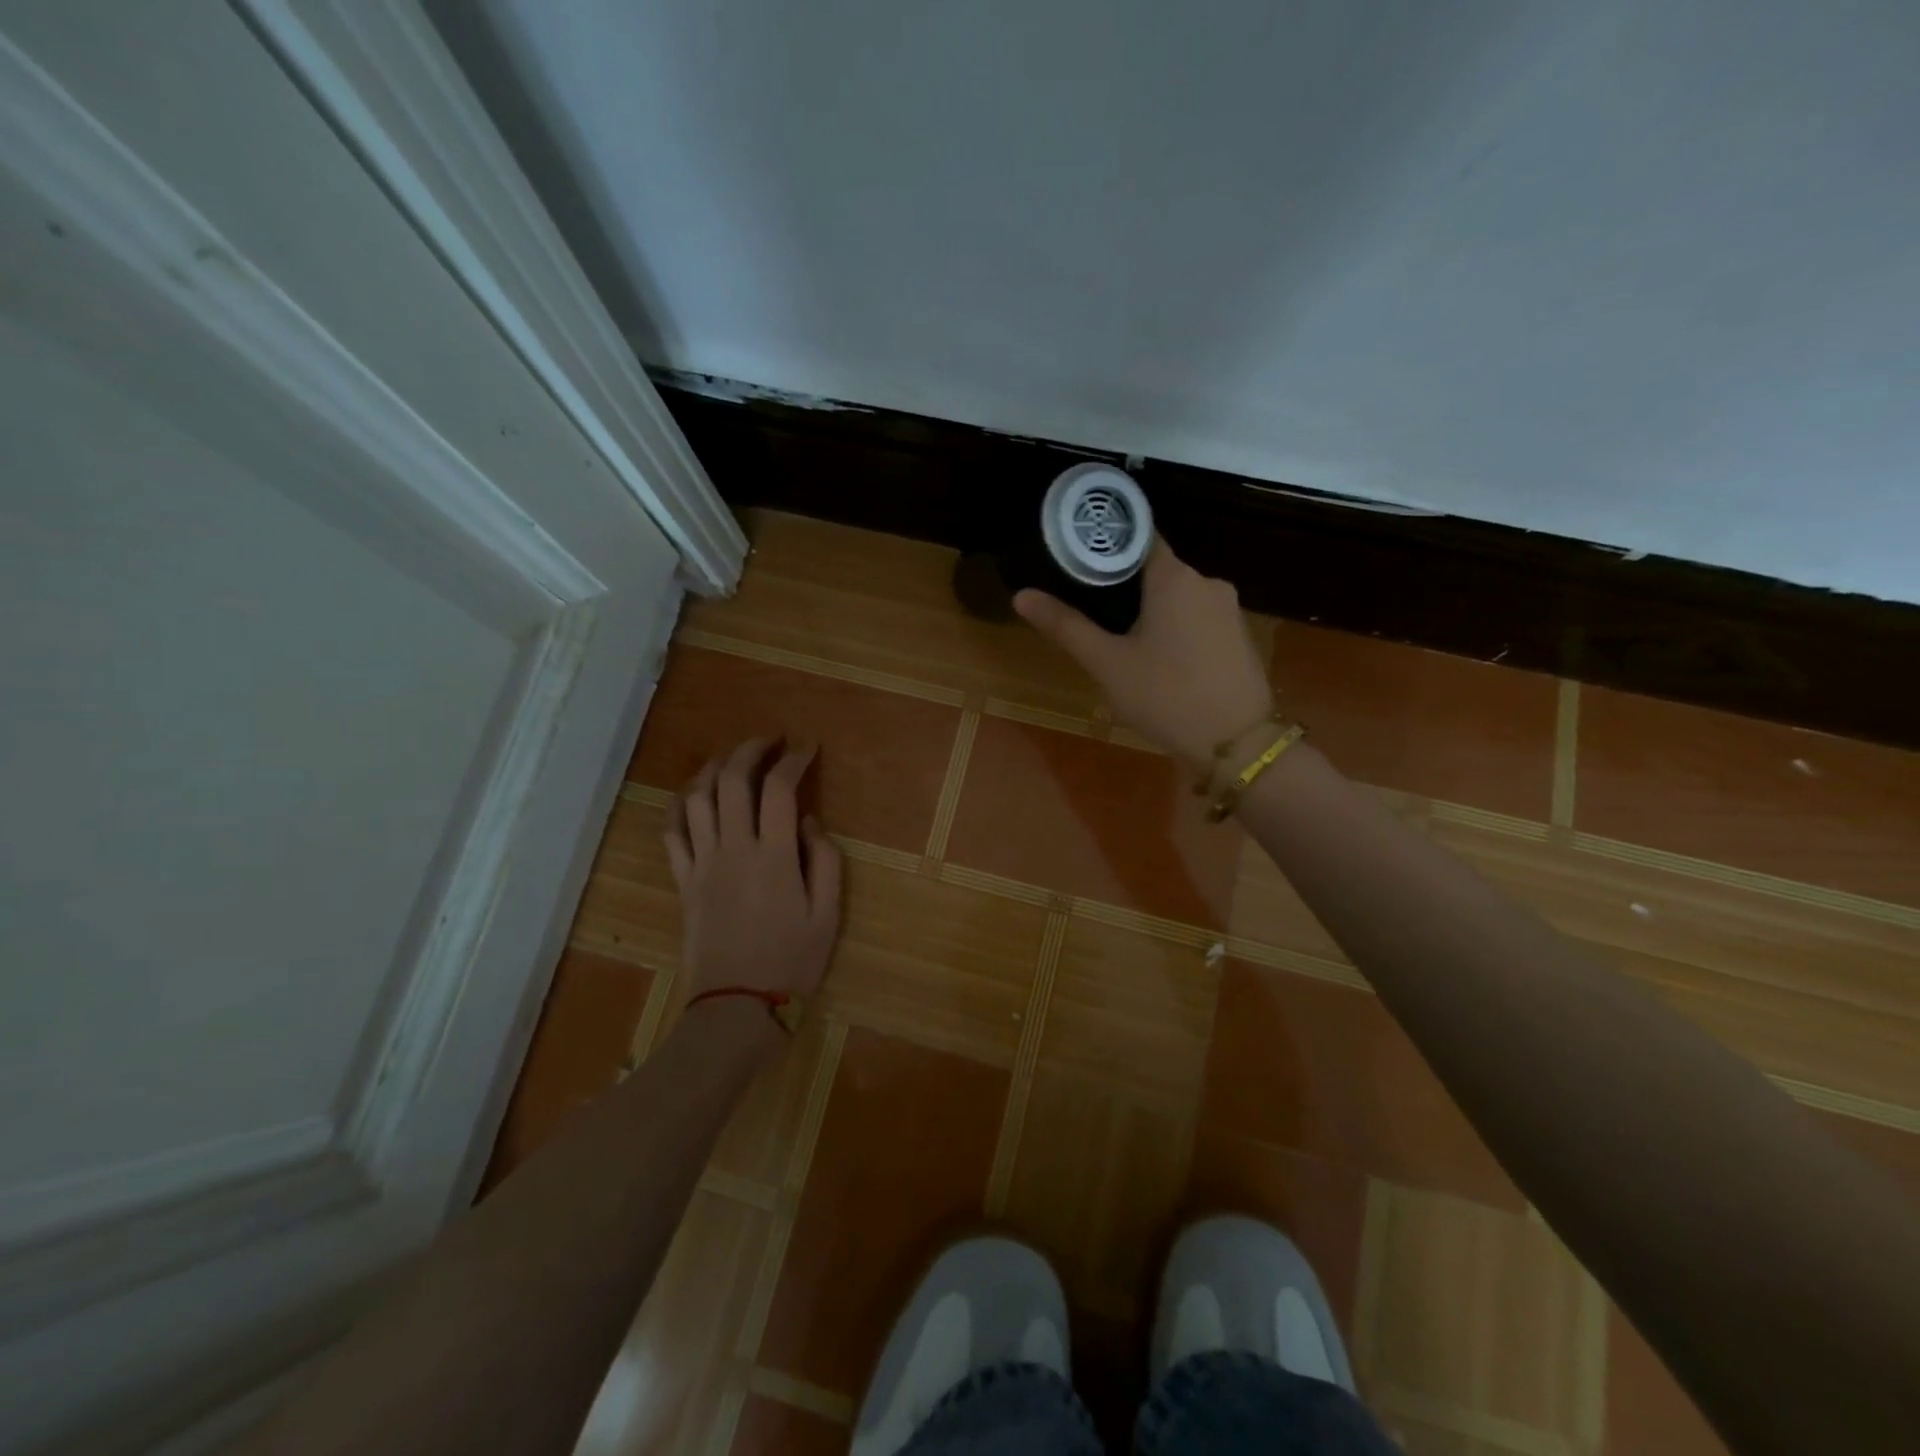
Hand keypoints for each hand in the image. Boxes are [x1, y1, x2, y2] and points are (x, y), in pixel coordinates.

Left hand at [664, 738, 843, 1003]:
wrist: (736, 1007)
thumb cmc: (791, 962)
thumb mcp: (828, 915)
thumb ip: (825, 861)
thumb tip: (810, 821)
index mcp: (775, 856)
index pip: (780, 789)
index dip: (794, 760)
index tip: (806, 748)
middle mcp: (734, 849)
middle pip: (733, 780)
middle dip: (751, 750)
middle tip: (770, 741)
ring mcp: (702, 863)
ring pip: (697, 798)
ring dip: (714, 768)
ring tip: (732, 759)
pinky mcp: (683, 881)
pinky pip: (672, 832)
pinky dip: (680, 805)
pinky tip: (692, 795)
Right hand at [1014, 539, 1271, 774]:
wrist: (1237, 744)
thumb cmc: (1165, 696)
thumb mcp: (1107, 664)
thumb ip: (1066, 626)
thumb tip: (1021, 595)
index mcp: (1173, 576)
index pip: (1137, 537)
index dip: (1106, 546)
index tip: (1079, 561)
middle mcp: (1207, 581)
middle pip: (1156, 569)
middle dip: (1125, 587)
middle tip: (1092, 612)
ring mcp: (1228, 609)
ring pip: (1178, 597)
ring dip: (1152, 611)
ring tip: (1121, 641)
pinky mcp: (1240, 635)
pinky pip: (1198, 618)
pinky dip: (1176, 628)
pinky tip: (1160, 660)